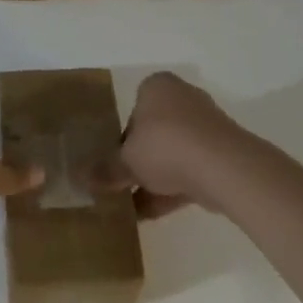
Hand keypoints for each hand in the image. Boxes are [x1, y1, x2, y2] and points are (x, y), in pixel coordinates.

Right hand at [96, 71, 244, 218]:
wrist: (223, 167)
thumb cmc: (166, 145)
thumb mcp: (125, 160)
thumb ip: (105, 169)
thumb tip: (79, 178)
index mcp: (157, 87)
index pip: (133, 108)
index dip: (121, 136)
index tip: (113, 160)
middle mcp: (182, 99)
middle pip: (153, 131)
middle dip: (139, 158)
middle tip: (122, 182)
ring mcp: (206, 127)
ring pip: (173, 153)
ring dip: (154, 178)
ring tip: (131, 205)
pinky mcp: (221, 154)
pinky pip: (189, 171)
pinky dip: (172, 190)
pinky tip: (149, 215)